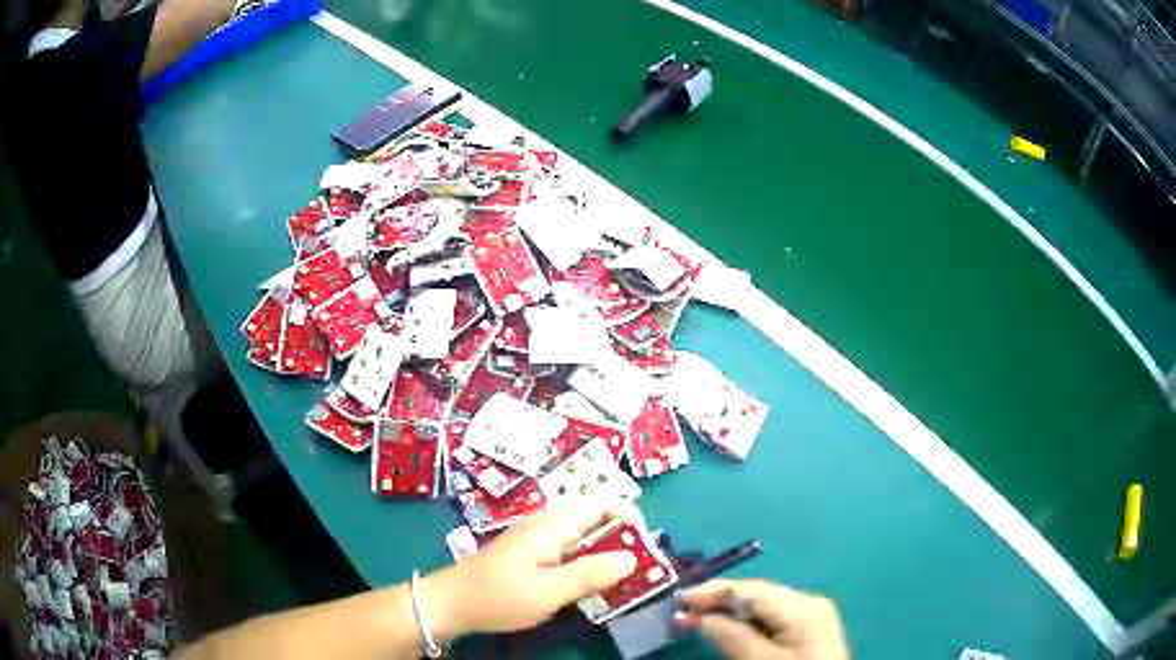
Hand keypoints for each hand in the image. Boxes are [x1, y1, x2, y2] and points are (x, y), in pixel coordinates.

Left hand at [422, 501, 637, 638]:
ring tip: (619, 579)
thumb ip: (590, 573)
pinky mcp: (528, 554)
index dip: (629, 517)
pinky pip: (567, 549)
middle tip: (638, 568)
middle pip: (594, 517)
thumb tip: (633, 557)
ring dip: (604, 551)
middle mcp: (545, 524)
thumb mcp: (549, 591)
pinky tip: (587, 585)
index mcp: (552, 526)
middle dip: (621, 537)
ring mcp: (535, 539)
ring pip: (581, 535)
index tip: (646, 547)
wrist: (450, 603)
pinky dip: (585, 561)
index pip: (601, 503)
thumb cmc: (499, 596)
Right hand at [680, 579, 848, 659]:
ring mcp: (812, 617)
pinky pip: (772, 620)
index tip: (676, 600)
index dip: (711, 592)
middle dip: (720, 601)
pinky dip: (748, 624)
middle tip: (683, 611)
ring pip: (763, 607)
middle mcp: (809, 603)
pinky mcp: (809, 632)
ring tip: (699, 619)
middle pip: (757, 595)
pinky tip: (730, 631)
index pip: (749, 590)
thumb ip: (733, 638)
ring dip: (731, 613)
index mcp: (802, 606)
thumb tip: (702, 617)